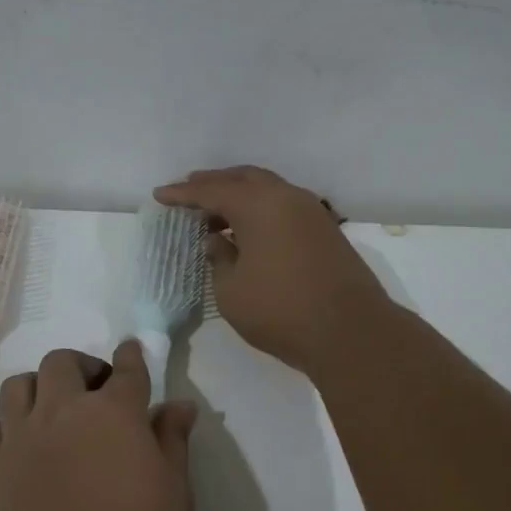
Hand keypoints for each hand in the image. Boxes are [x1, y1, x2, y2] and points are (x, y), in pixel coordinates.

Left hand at [0, 340, 196, 510]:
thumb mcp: (173, 494)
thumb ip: (172, 441)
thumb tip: (179, 405)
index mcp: (114, 413)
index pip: (126, 368)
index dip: (130, 356)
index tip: (131, 353)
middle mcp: (63, 411)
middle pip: (62, 363)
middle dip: (81, 367)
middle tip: (95, 392)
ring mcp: (21, 437)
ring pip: (19, 385)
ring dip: (39, 388)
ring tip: (53, 411)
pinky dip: (9, 425)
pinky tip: (23, 445)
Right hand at [155, 166, 389, 373]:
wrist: (351, 331)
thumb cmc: (281, 311)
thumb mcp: (231, 291)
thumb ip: (219, 258)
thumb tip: (218, 240)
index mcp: (258, 205)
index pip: (211, 190)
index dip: (183, 194)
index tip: (160, 195)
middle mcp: (286, 197)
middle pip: (243, 178)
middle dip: (213, 183)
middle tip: (189, 190)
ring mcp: (311, 212)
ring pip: (267, 189)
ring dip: (239, 195)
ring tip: (216, 212)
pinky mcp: (326, 230)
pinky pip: (284, 205)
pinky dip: (261, 208)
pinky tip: (249, 229)